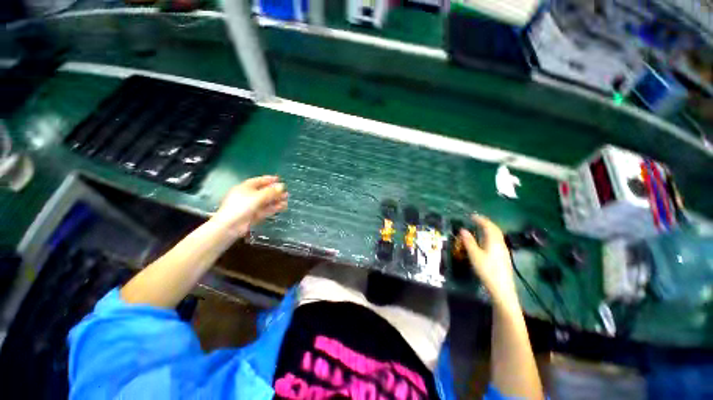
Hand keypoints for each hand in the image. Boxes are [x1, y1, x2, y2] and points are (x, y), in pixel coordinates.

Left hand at [212, 175, 287, 237]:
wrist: (231, 225)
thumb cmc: (242, 206)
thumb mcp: (257, 196)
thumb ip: (271, 191)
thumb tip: (282, 186)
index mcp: (245, 187)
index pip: (259, 181)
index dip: (269, 179)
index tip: (279, 179)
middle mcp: (248, 196)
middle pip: (264, 191)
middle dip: (275, 192)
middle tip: (285, 191)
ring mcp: (251, 206)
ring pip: (266, 201)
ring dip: (276, 200)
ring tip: (286, 199)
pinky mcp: (254, 215)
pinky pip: (266, 209)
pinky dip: (274, 208)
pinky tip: (282, 206)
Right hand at [460, 215, 517, 303]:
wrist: (502, 288)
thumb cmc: (487, 270)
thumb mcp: (474, 255)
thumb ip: (469, 242)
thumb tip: (463, 230)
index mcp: (494, 241)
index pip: (488, 226)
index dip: (480, 219)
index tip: (471, 216)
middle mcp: (500, 243)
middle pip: (495, 229)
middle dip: (486, 223)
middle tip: (476, 220)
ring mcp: (503, 250)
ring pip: (497, 235)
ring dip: (489, 229)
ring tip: (479, 228)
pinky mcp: (503, 256)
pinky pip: (497, 240)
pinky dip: (490, 235)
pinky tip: (485, 241)